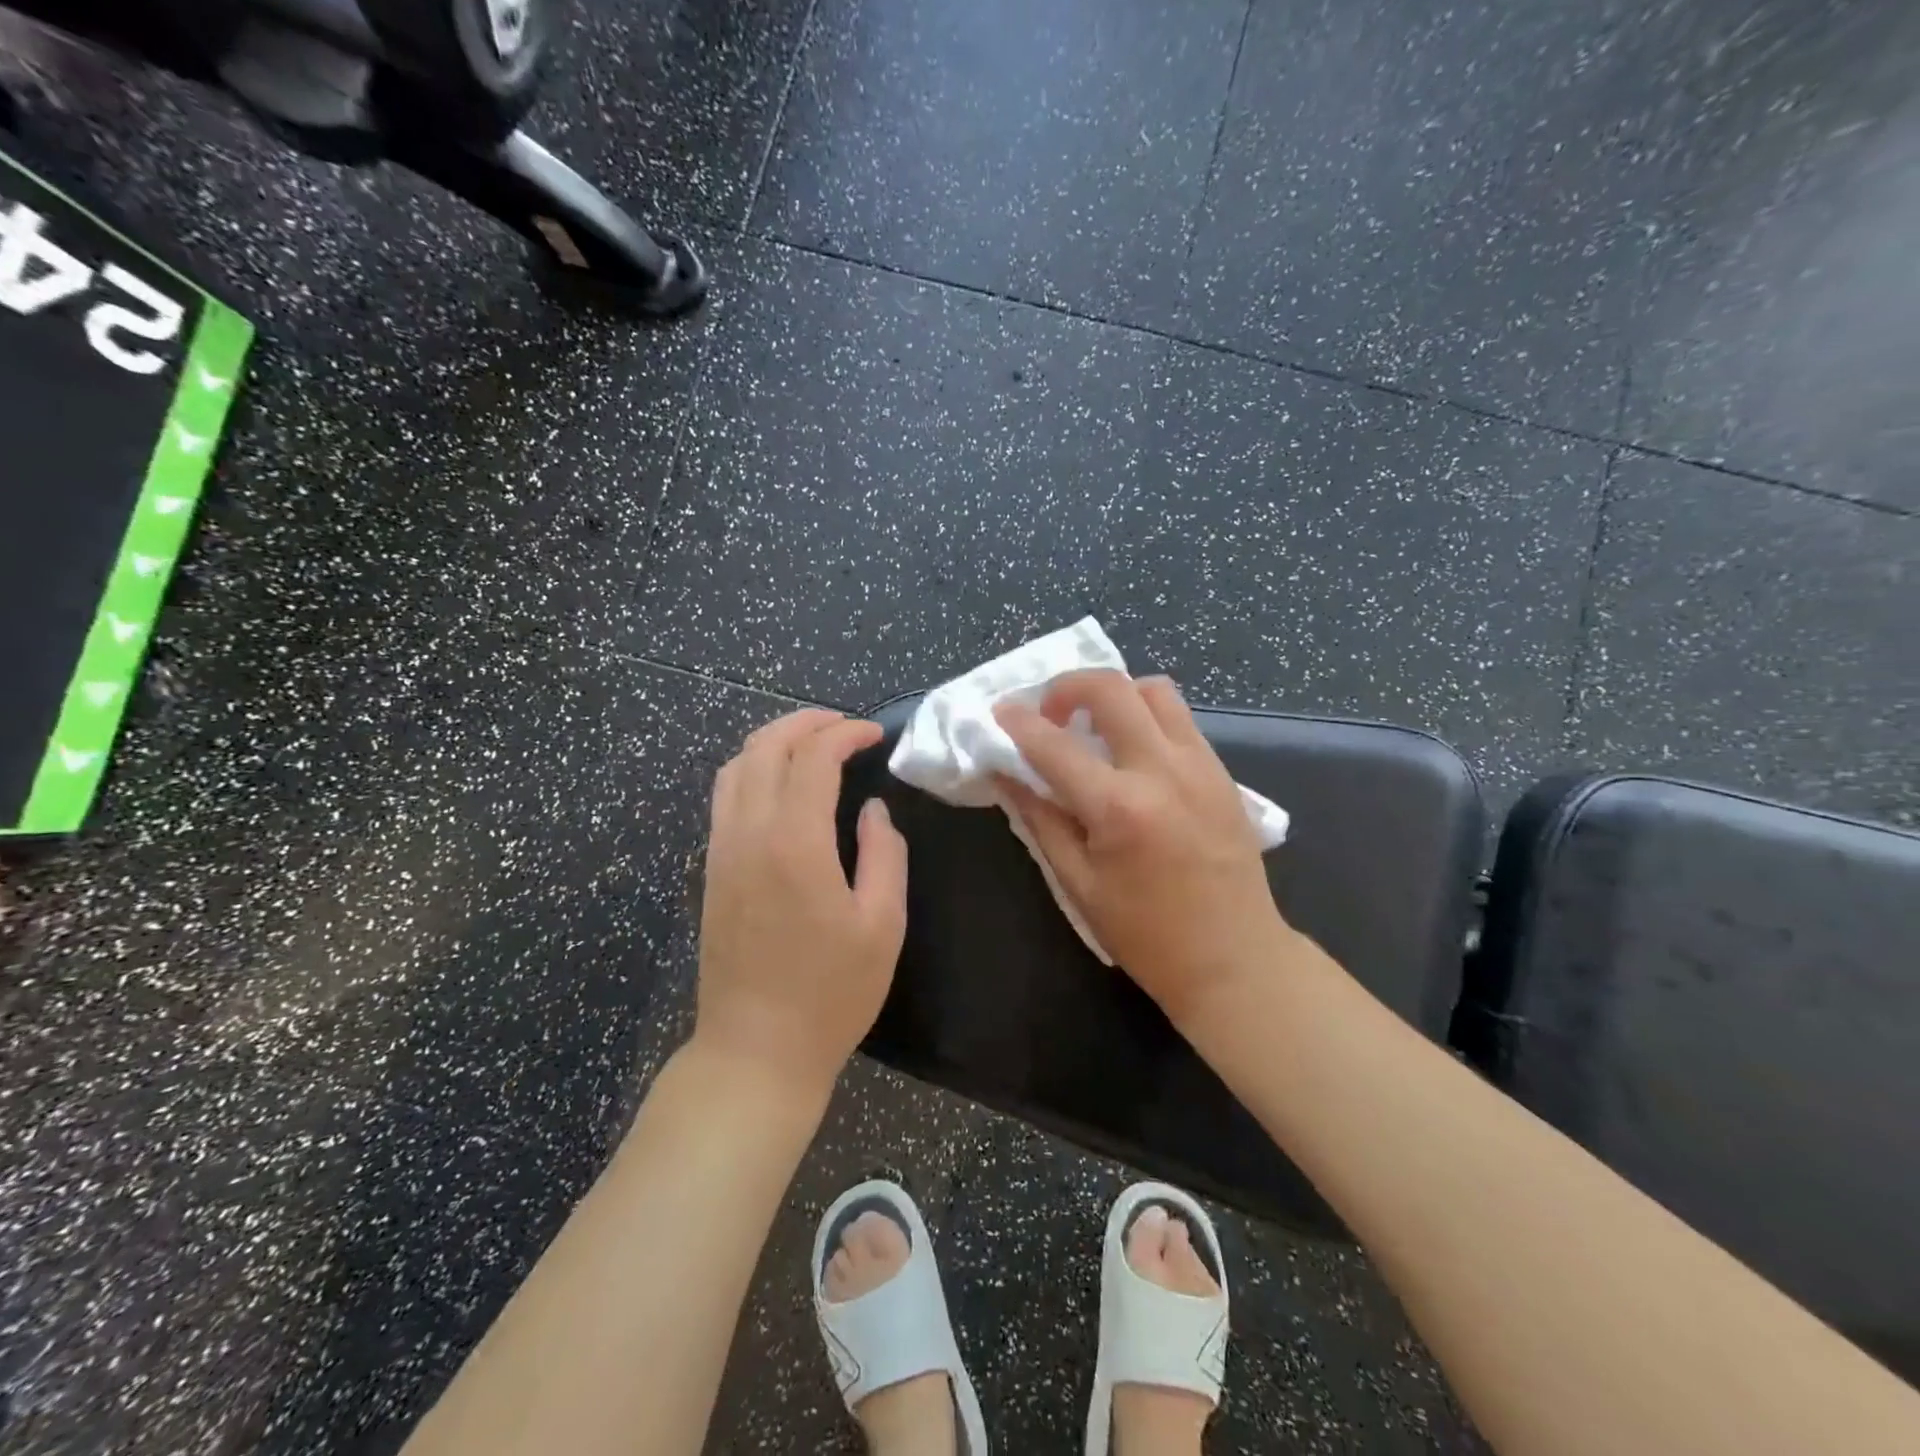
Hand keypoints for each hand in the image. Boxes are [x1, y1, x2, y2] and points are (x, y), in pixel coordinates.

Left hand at [693, 709, 908, 1096]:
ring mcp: (721, 850)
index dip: (845, 733)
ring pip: (735, 766)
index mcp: (794, 842)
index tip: (876, 735)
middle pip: (765, 747)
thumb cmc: (831, 992)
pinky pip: (724, 797)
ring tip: (812, 745)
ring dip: (774, 741)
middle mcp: (748, 833)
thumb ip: (885, 854)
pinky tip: (779, 786)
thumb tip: (873, 810)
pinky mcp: (710, 870)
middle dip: (806, 723)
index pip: (813, 757)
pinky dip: (752, 770)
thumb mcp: (883, 924)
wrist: (756, 1049)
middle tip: (845, 726)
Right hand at [994, 671, 1292, 1028]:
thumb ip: (1040, 819)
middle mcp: (1163, 771)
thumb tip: (1006, 775)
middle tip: (1049, 713)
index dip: (1018, 723)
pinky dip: (1146, 716)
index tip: (999, 712)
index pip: (1054, 745)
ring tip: (1094, 726)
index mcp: (1119, 807)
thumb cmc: (1146, 934)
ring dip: (1115, 695)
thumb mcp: (1078, 883)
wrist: (1234, 958)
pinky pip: (1180, 719)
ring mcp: (1200, 765)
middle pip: (1112, 689)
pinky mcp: (1222, 772)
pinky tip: (1131, 752)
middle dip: (1068, 686)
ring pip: (1155, 690)